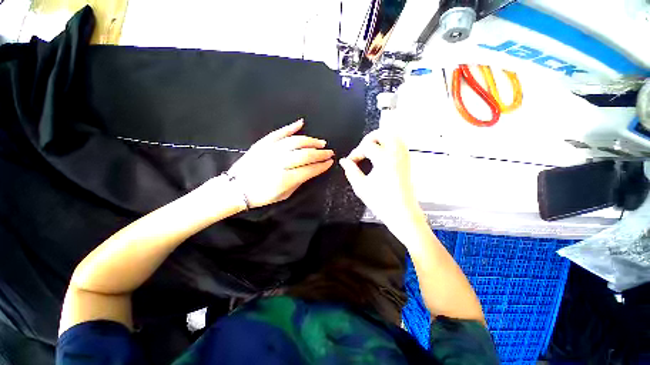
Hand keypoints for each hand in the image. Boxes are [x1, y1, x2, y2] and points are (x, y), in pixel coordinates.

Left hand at [227, 119, 333, 207]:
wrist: (236, 188)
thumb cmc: (261, 196)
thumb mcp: (284, 195)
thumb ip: (299, 182)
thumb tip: (311, 171)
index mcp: (285, 179)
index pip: (310, 169)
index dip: (322, 166)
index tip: (330, 162)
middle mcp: (279, 163)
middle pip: (305, 155)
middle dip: (320, 153)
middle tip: (329, 152)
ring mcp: (270, 151)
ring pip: (295, 142)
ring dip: (310, 141)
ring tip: (320, 142)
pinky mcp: (263, 144)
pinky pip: (279, 133)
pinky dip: (290, 127)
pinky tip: (301, 124)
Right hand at [339, 130, 419, 224]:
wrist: (402, 213)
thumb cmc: (382, 202)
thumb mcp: (361, 186)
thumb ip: (351, 170)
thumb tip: (344, 161)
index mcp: (384, 159)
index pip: (366, 146)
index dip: (355, 153)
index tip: (350, 162)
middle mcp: (396, 154)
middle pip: (384, 133)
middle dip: (369, 138)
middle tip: (361, 149)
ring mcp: (404, 157)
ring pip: (394, 135)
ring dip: (380, 139)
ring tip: (370, 150)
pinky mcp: (407, 162)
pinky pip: (400, 144)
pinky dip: (389, 143)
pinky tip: (381, 154)